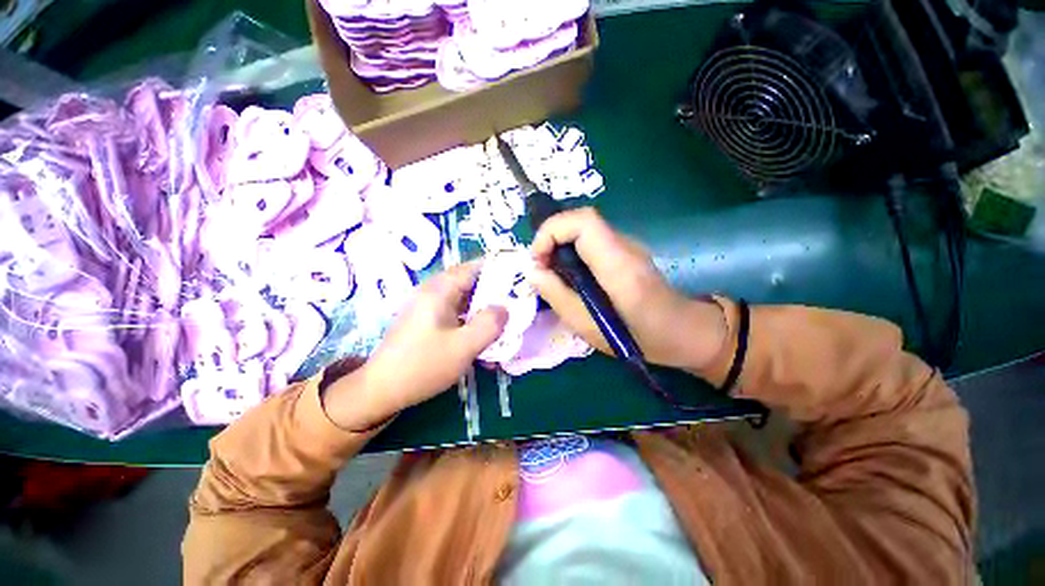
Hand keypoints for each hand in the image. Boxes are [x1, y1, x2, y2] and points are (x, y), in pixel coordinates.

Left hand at [323, 262, 506, 430]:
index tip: (518, 278)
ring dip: (482, 309)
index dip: (497, 269)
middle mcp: (432, 292)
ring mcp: (427, 307)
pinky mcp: (426, 321)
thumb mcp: (464, 347)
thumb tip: (505, 308)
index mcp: (439, 290)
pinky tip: (481, 338)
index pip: (473, 267)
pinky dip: (470, 321)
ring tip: (502, 321)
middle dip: (493, 292)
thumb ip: (490, 324)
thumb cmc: (423, 366)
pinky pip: (454, 314)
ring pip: (463, 299)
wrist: (381, 390)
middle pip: (469, 282)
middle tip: (514, 303)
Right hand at [531, 208, 725, 373]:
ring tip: (551, 274)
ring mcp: (627, 245)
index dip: (552, 231)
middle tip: (540, 268)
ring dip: (559, 245)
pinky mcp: (625, 251)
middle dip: (551, 238)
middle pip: (581, 221)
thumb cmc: (640, 338)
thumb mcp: (590, 328)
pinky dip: (572, 251)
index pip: (583, 222)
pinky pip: (591, 241)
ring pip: (584, 230)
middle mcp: (625, 246)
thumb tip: (532, 272)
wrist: (685, 331)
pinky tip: (570, 276)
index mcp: (619, 266)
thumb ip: (558, 297)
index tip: (537, 259)